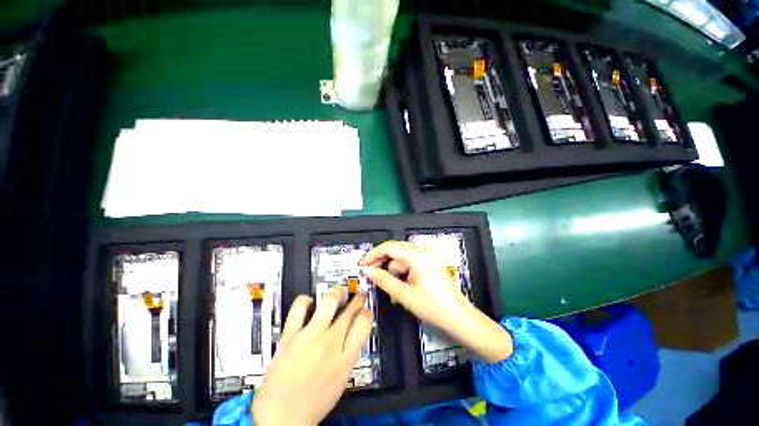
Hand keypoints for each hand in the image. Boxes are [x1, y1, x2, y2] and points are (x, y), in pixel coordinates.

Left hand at [252, 288, 372, 425]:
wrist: (282, 416)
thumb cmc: (315, 400)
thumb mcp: (342, 378)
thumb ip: (349, 351)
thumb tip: (353, 331)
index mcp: (346, 357)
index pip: (364, 322)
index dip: (366, 312)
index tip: (364, 311)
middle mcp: (331, 342)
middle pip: (350, 310)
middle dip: (357, 299)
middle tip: (357, 296)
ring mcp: (310, 336)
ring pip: (329, 301)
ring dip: (336, 293)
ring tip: (338, 293)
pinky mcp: (291, 334)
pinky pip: (300, 307)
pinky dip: (306, 300)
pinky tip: (309, 304)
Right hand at [360, 241, 512, 363]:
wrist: (458, 318)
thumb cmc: (433, 307)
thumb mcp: (404, 293)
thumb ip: (383, 279)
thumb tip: (367, 270)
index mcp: (417, 255)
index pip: (389, 247)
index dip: (373, 254)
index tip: (362, 265)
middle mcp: (422, 251)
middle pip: (395, 250)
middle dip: (382, 261)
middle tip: (372, 274)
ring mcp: (427, 256)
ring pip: (402, 257)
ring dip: (394, 269)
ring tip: (394, 288)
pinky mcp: (429, 263)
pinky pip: (410, 262)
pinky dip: (402, 271)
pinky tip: (403, 285)